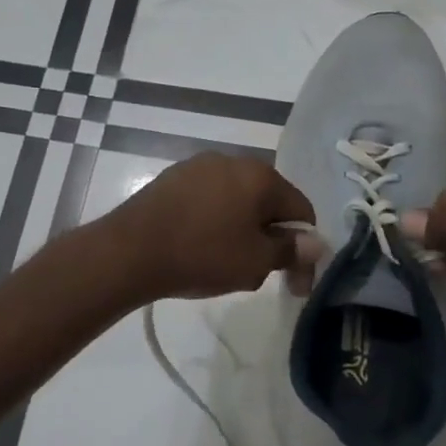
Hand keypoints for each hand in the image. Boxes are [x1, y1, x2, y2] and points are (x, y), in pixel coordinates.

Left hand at [102, 153, 315, 300]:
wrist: (130, 251)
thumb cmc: (202, 254)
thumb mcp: (255, 261)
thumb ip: (290, 250)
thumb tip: (316, 242)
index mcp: (261, 175)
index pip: (301, 210)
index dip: (304, 249)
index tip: (295, 284)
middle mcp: (232, 161)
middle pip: (268, 204)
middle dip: (270, 240)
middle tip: (259, 276)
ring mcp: (198, 167)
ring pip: (237, 203)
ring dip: (242, 233)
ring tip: (226, 266)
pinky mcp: (172, 179)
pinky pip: (208, 202)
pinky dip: (214, 224)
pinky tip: (199, 249)